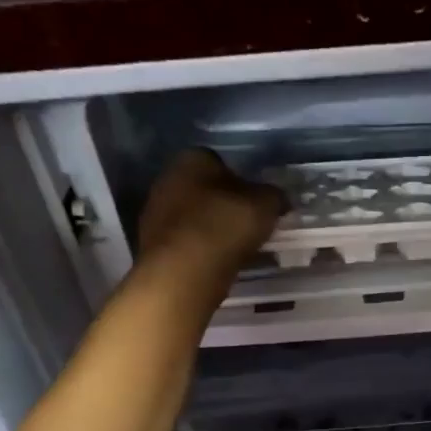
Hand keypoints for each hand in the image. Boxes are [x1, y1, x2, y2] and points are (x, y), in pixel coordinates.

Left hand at [136, 148, 286, 294]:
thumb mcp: (265, 206)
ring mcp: (155, 213)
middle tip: (247, 227)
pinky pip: (185, 242)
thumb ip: (274, 196)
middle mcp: (167, 178)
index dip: (242, 183)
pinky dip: (200, 250)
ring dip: (211, 230)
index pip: (220, 163)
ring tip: (234, 250)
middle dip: (224, 206)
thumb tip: (278, 198)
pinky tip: (216, 264)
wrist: (184, 272)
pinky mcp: (153, 245)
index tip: (255, 204)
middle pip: (204, 190)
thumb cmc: (225, 226)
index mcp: (193, 158)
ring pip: (193, 217)